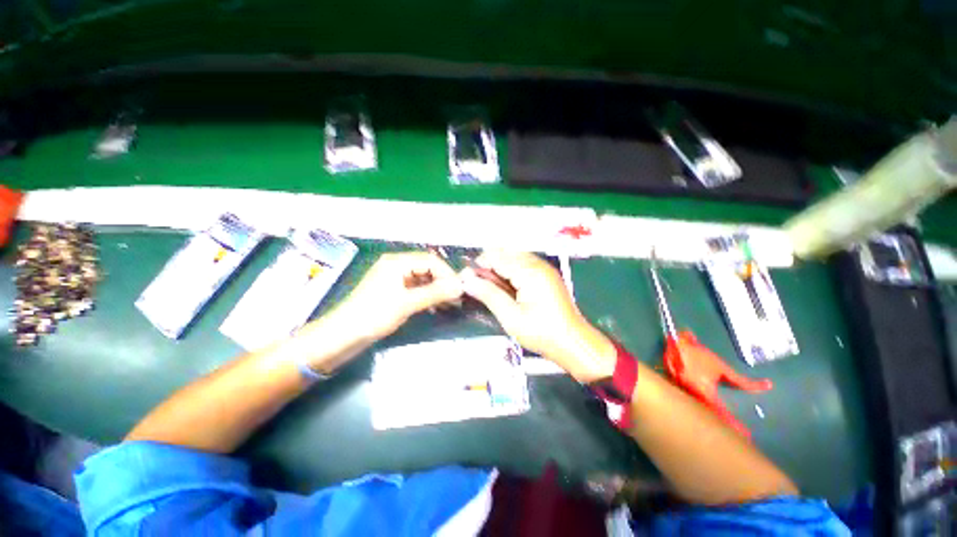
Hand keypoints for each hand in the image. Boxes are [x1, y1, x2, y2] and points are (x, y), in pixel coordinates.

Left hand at [327, 251, 463, 341]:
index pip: (431, 260)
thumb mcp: (406, 303)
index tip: (461, 289)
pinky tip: (436, 305)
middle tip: (458, 297)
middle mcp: (397, 265)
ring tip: (450, 303)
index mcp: (397, 262)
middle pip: (428, 268)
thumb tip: (460, 286)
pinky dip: (428, 295)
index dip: (447, 273)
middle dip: (443, 281)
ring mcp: (394, 279)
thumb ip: (435, 293)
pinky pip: (416, 288)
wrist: (342, 336)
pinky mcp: (393, 291)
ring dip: (437, 289)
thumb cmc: (373, 315)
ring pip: (423, 279)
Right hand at [461, 251, 615, 382]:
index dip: (479, 266)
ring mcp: (544, 268)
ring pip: (513, 257)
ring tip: (493, 289)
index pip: (496, 257)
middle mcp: (538, 264)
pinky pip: (523, 265)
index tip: (467, 280)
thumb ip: (488, 294)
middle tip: (480, 287)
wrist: (573, 343)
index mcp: (529, 271)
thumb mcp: (511, 316)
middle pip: (505, 253)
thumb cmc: (541, 332)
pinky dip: (511, 272)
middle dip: (489, 266)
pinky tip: (507, 289)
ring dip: (499, 268)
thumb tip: (467, 280)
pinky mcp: (547, 275)